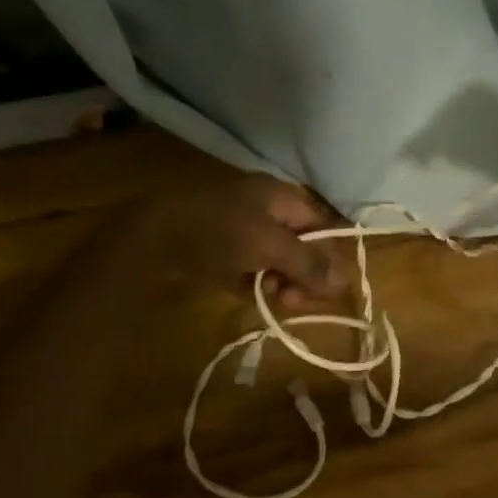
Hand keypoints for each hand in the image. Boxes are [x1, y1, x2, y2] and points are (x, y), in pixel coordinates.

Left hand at [77, 173, 346, 307]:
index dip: (330, 256)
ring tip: (271, 299)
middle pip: (299, 245)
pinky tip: (252, 295)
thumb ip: (307, 262)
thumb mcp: (269, 245)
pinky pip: (250, 268)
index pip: (321, 226)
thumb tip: (345, 281)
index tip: (329, 290)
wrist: (152, 237)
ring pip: (275, 260)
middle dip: (302, 274)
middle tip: (294, 300)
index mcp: (280, 197)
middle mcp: (264, 209)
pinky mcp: (220, 251)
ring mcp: (240, 230)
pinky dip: (255, 283)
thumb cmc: (219, 232)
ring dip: (280, 282)